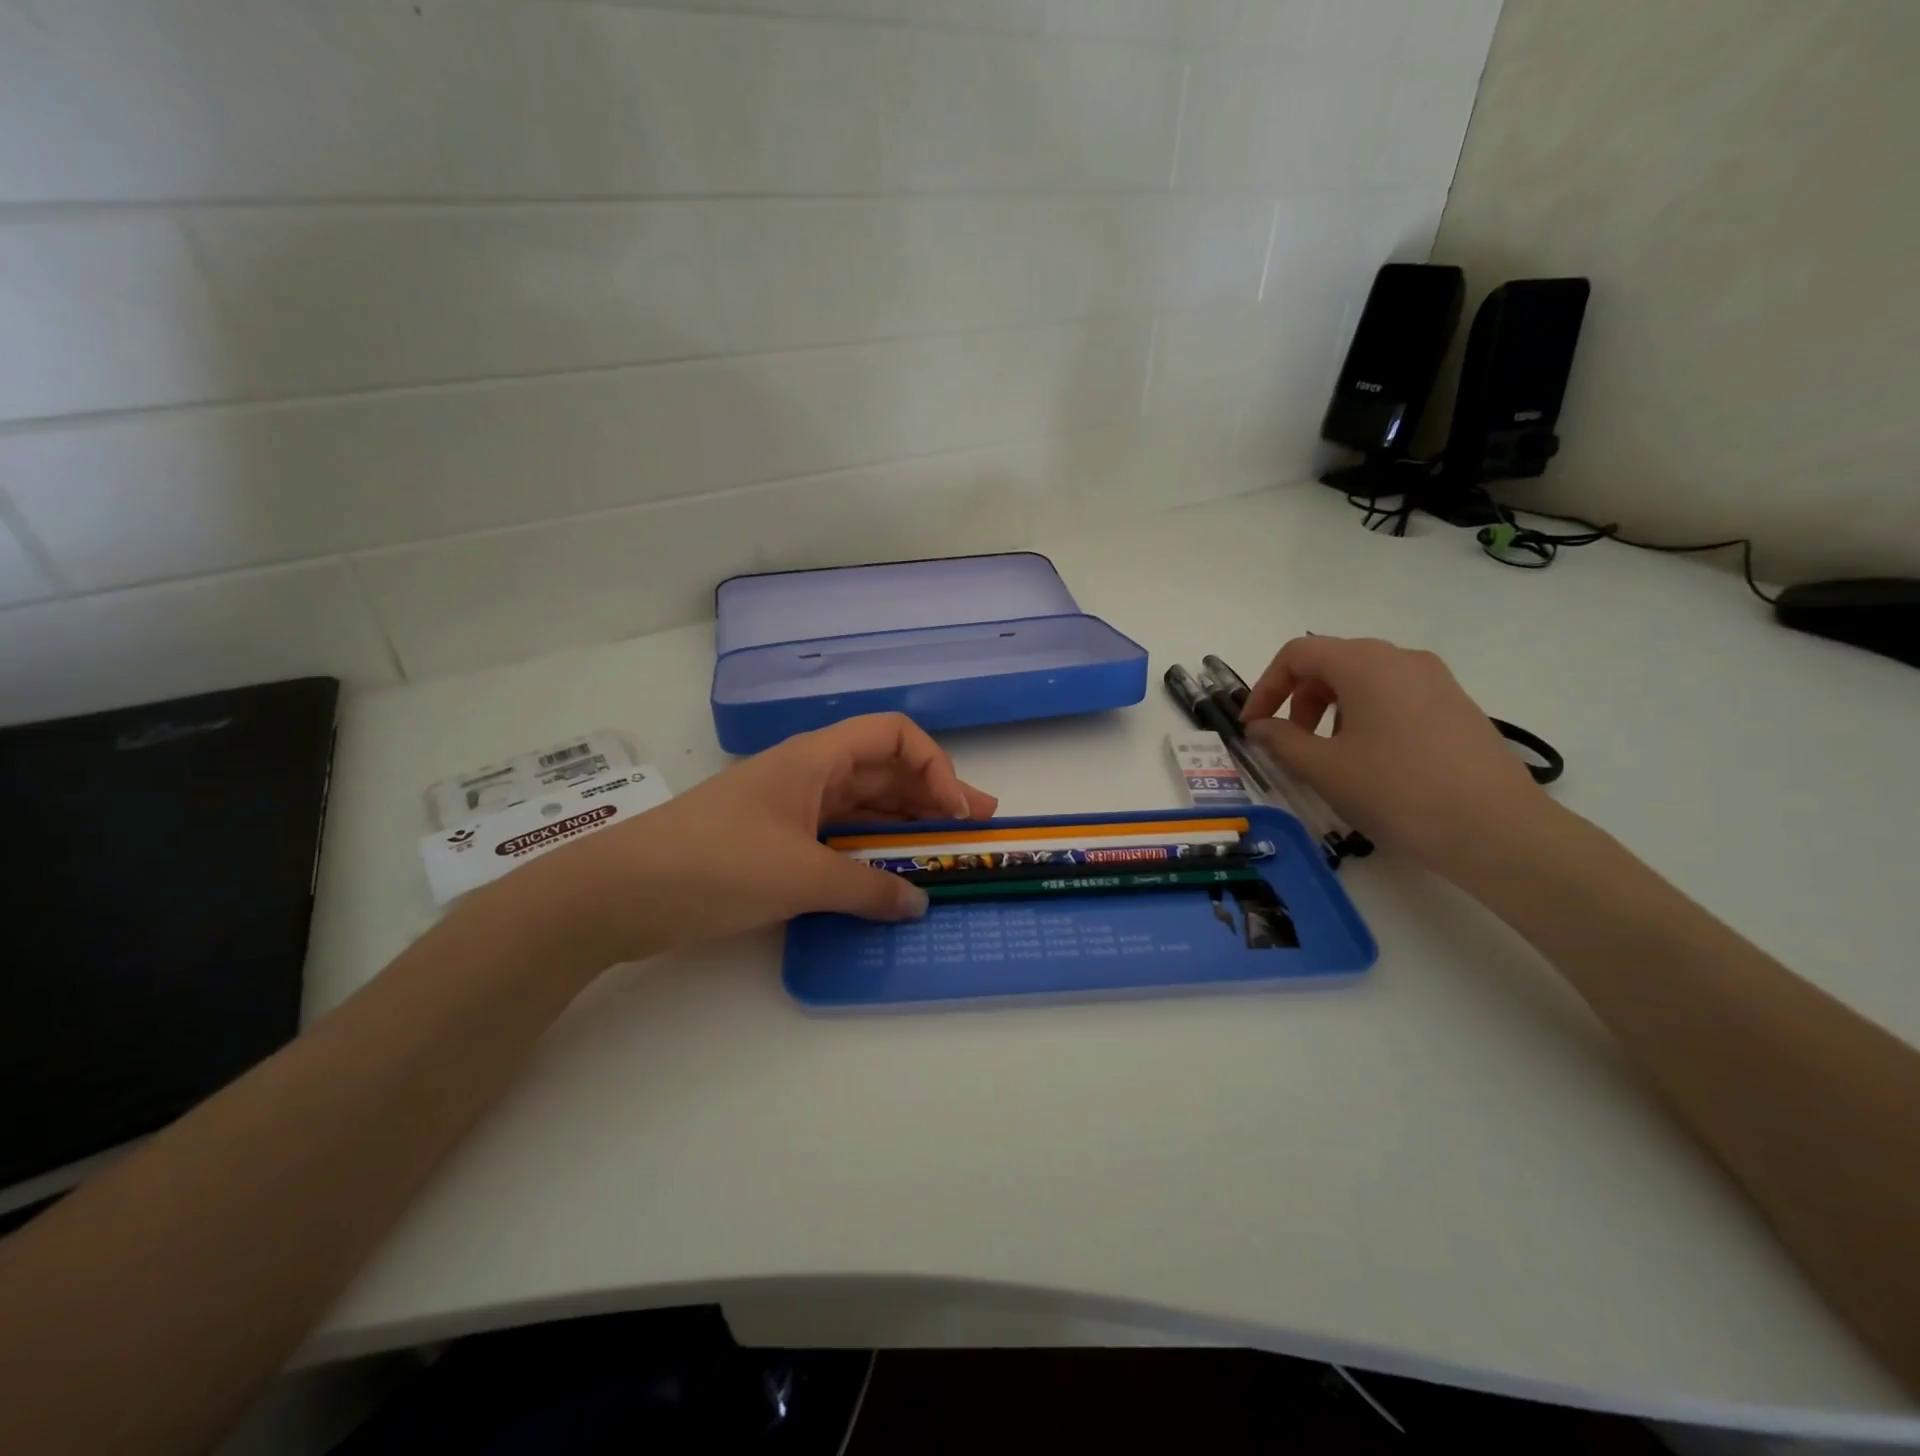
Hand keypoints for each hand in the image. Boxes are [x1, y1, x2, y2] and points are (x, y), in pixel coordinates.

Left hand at [552, 714, 997, 958]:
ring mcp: (791, 809)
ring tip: (946, 850)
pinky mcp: (775, 843)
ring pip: (863, 806)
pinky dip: (870, 853)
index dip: (934, 765)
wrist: (619, 893)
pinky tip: (891, 876)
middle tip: (975, 827)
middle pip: (884, 771)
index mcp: (815, 759)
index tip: (955, 812)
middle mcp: (808, 775)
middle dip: (932, 795)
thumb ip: (867, 889)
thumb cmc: (714, 864)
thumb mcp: (799, 876)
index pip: (893, 735)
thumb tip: (919, 904)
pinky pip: (839, 839)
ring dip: (905, 825)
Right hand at [1239, 636, 1549, 869]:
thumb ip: (1281, 741)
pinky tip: (1371, 761)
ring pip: (1364, 679)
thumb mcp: (1324, 769)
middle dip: (1298, 698)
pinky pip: (1395, 696)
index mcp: (1365, 663)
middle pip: (1332, 662)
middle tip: (1289, 742)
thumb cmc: (1397, 791)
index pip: (1298, 654)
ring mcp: (1436, 680)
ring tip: (1329, 755)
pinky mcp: (1457, 706)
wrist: (1498, 830)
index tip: (1253, 726)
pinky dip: (1366, 716)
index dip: (1265, 686)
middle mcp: (1402, 659)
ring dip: (1331, 709)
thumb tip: (1261, 727)